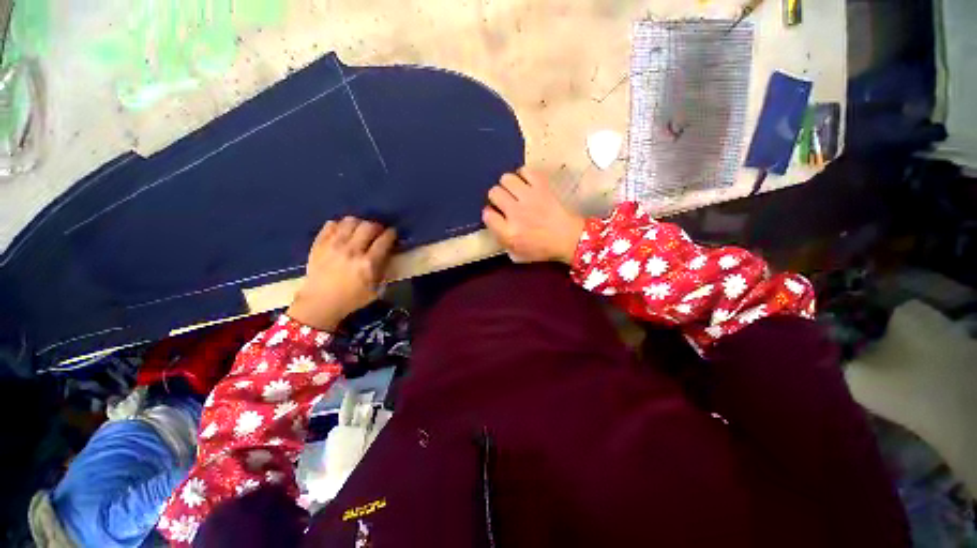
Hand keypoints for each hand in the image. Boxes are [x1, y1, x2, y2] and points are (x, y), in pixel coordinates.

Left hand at [287, 218, 396, 330]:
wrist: (319, 303)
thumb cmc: (351, 299)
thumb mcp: (375, 290)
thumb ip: (383, 271)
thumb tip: (387, 255)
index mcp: (368, 263)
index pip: (384, 240)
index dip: (391, 234)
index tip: (392, 234)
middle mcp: (352, 250)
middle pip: (368, 226)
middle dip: (377, 226)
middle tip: (377, 232)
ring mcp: (333, 245)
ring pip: (350, 221)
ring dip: (359, 224)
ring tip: (360, 230)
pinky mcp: (319, 244)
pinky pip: (331, 224)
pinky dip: (340, 225)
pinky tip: (343, 233)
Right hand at [483, 168, 584, 263]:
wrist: (569, 238)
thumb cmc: (542, 248)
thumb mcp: (517, 252)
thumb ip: (501, 237)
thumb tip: (492, 220)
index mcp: (509, 232)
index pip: (487, 214)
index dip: (490, 213)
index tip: (496, 214)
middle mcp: (515, 213)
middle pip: (494, 193)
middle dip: (496, 197)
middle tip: (505, 201)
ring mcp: (529, 197)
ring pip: (506, 179)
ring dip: (507, 184)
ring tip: (514, 190)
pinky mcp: (542, 186)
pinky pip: (525, 171)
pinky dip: (523, 175)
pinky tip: (526, 182)